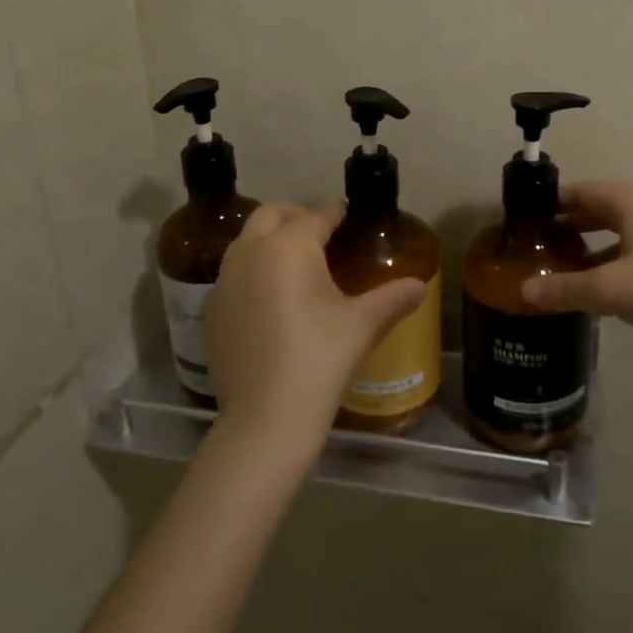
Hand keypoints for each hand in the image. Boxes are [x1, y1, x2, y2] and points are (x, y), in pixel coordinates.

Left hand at [205, 203, 426, 463]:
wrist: (265, 418)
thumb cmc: (319, 359)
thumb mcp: (362, 325)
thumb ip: (393, 298)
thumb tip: (421, 286)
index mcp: (288, 245)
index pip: (317, 215)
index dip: (337, 215)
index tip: (350, 219)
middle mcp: (250, 252)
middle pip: (272, 214)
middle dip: (297, 217)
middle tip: (323, 237)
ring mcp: (224, 281)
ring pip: (247, 242)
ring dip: (270, 242)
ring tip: (298, 267)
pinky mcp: (211, 310)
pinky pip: (234, 276)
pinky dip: (253, 274)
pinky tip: (271, 303)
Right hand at [520, 180, 632, 359]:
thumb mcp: (607, 289)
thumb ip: (564, 288)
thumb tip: (524, 291)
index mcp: (629, 201)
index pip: (580, 190)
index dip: (551, 202)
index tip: (525, 220)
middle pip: (598, 209)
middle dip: (568, 225)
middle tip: (537, 245)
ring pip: (617, 233)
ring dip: (589, 247)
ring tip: (560, 268)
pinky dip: (611, 264)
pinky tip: (597, 291)